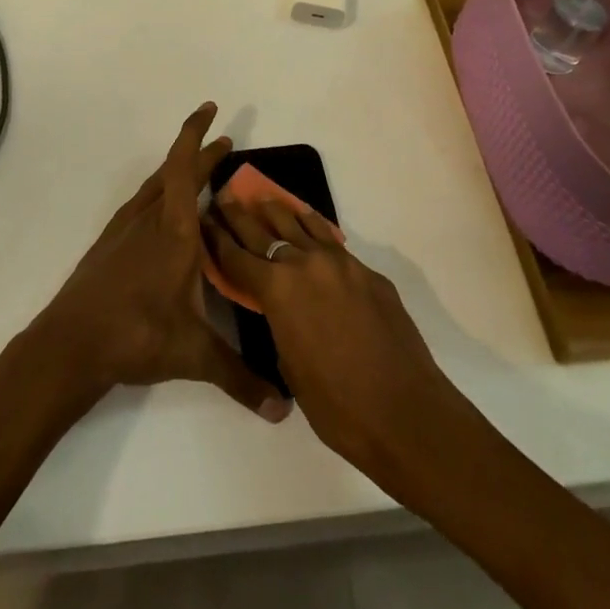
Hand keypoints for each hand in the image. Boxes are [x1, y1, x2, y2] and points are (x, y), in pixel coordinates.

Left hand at [29, 104, 289, 421]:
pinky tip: (162, 213)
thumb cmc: (135, 336)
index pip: (186, 168)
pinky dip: (159, 195)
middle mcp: (150, 220)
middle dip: (202, 155)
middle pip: (176, 173)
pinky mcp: (108, 245)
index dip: (197, 134)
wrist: (69, 345)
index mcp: (174, 231)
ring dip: (179, 173)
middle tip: (225, 143)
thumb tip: (283, 409)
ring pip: (156, 188)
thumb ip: (240, 378)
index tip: (210, 109)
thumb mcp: (194, 356)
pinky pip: (141, 205)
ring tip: (199, 174)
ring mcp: (124, 230)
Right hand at [203, 191, 468, 483]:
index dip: (217, 239)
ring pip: (302, 226)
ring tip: (265, 200)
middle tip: (225, 197)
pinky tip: (309, 224)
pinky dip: (315, 229)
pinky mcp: (368, 273)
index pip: (237, 257)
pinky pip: (332, 242)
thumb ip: (280, 325)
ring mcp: (341, 264)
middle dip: (241, 216)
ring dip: (279, 213)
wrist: (405, 411)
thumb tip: (283, 309)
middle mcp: (306, 264)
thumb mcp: (290, 366)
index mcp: (278, 290)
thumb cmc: (337, 404)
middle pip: (265, 232)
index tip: (204, 220)